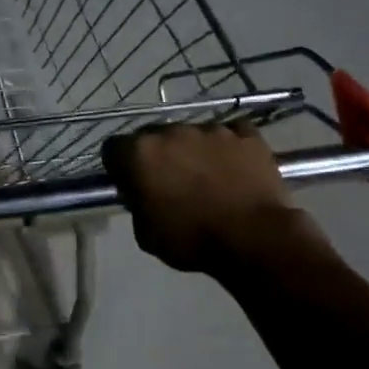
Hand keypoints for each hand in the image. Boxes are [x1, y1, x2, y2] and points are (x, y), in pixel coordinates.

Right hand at [102, 124, 338, 275]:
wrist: (254, 238)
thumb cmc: (192, 239)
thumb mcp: (145, 233)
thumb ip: (137, 204)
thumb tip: (141, 193)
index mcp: (140, 153)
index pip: (114, 148)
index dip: (120, 166)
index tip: (130, 183)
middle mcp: (171, 131)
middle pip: (154, 136)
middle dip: (157, 155)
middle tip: (169, 182)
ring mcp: (211, 129)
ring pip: (192, 135)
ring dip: (193, 151)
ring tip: (207, 177)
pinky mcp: (245, 134)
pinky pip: (230, 134)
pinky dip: (228, 148)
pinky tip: (234, 168)